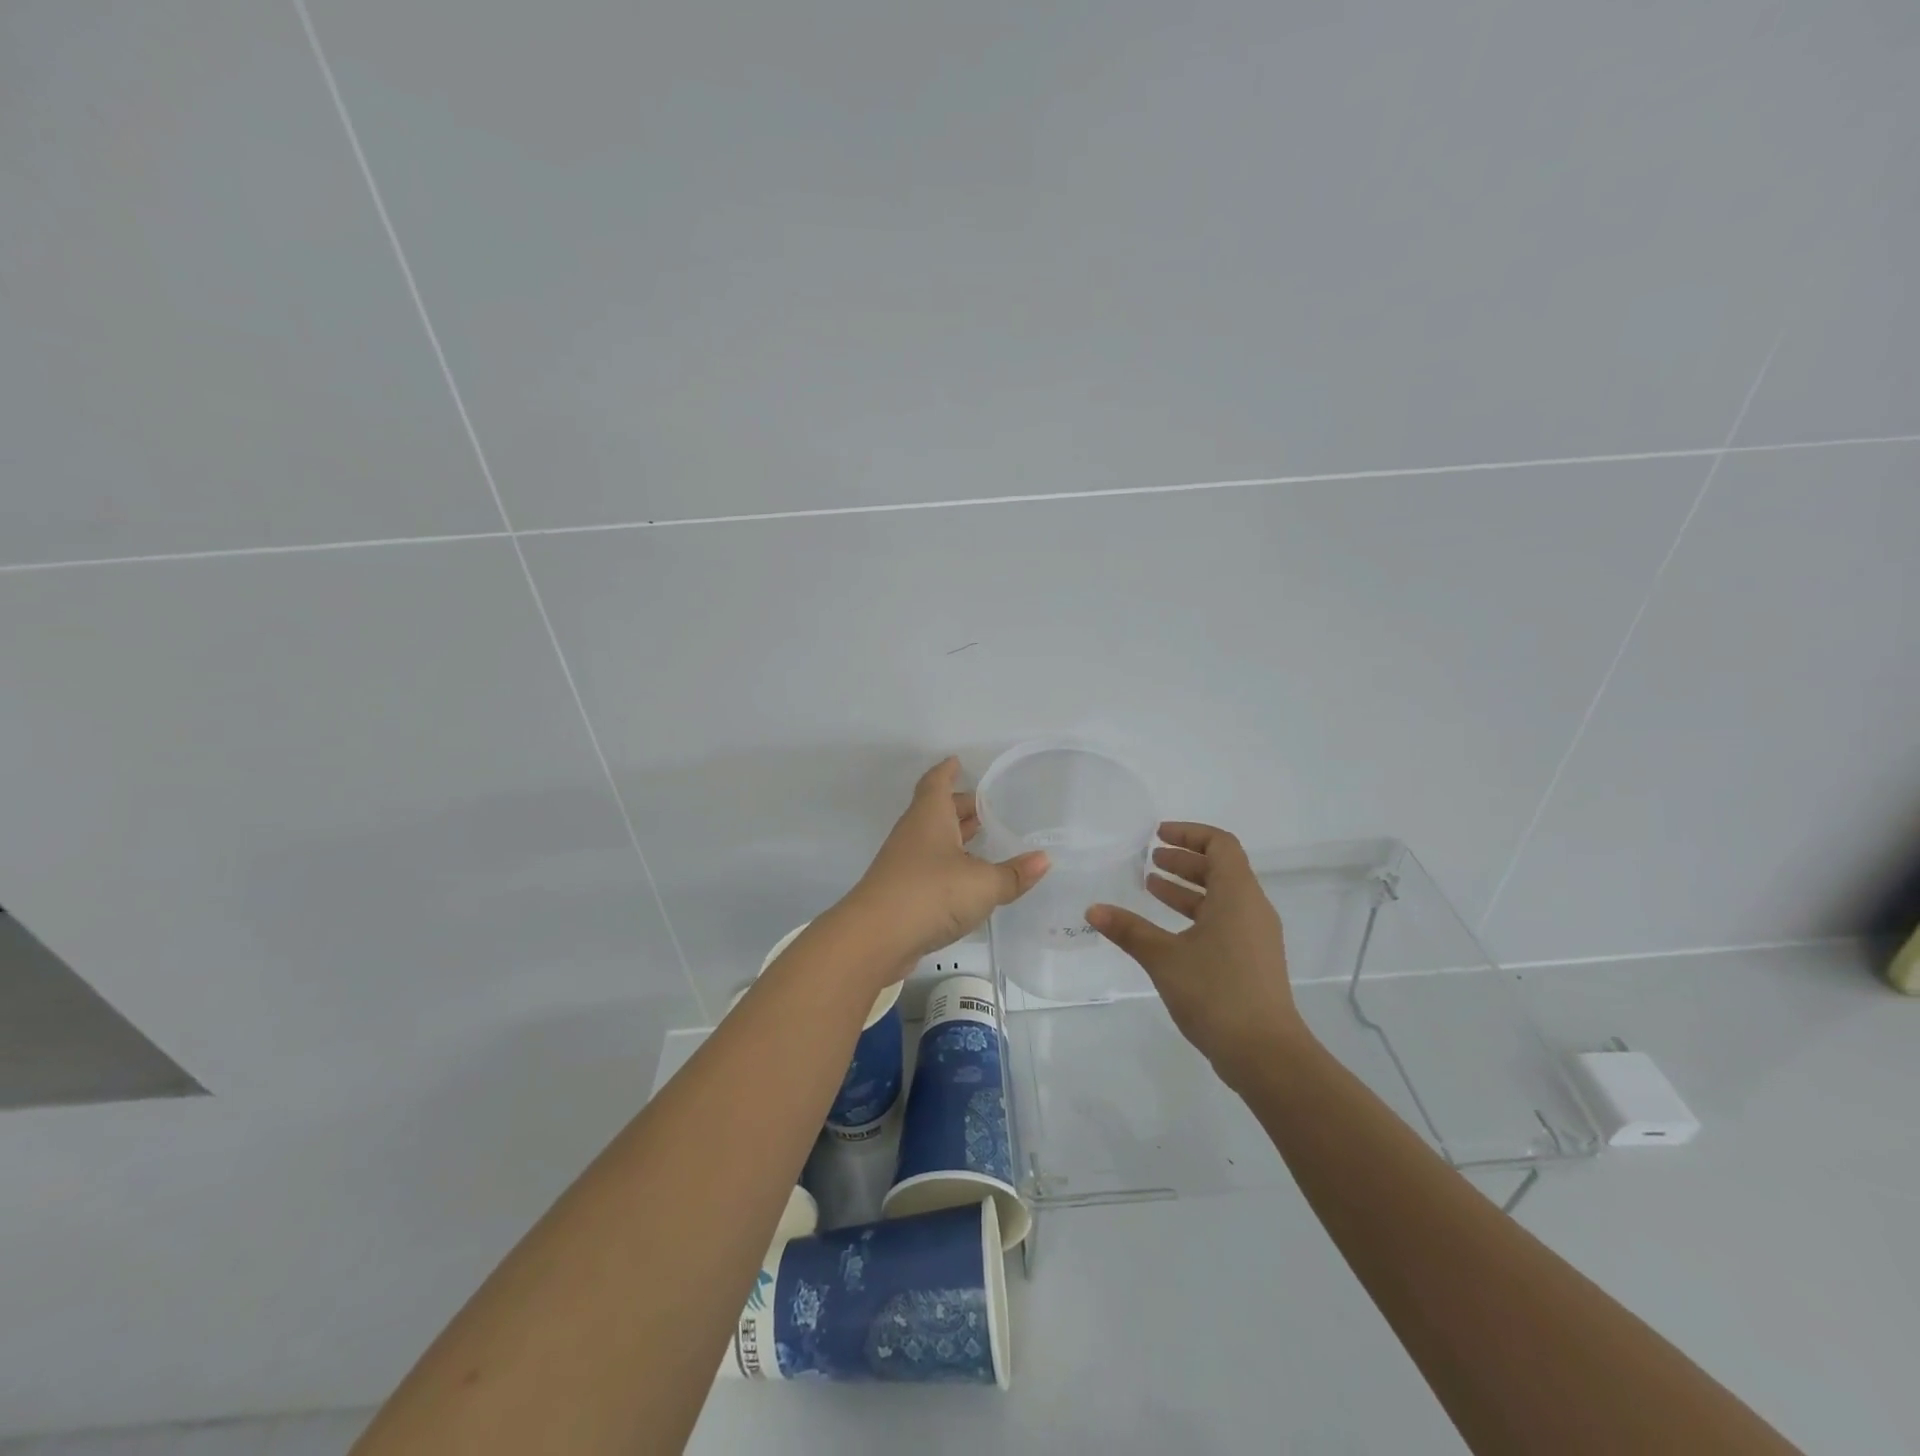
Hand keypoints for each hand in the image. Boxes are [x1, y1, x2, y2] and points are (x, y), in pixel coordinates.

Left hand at [841, 757, 1050, 965]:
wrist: (875, 938)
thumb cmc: (930, 894)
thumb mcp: (983, 884)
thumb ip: (1013, 874)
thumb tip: (1043, 860)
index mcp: (929, 817)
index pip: (936, 783)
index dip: (947, 771)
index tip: (957, 762)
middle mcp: (914, 834)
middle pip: (936, 810)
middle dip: (959, 807)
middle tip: (986, 808)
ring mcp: (904, 863)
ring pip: (932, 839)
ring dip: (954, 837)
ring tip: (981, 838)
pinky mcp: (901, 892)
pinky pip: (928, 867)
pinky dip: (948, 865)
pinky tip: (966, 879)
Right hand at [1088, 822, 1306, 1084]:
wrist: (1265, 1054)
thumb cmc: (1216, 992)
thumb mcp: (1164, 957)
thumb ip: (1129, 930)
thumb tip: (1093, 910)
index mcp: (1237, 895)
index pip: (1220, 845)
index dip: (1190, 834)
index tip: (1158, 836)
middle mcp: (1252, 909)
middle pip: (1221, 869)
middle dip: (1184, 861)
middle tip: (1150, 860)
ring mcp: (1256, 937)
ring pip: (1222, 897)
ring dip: (1188, 889)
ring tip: (1151, 888)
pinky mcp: (1253, 961)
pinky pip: (1225, 921)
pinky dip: (1196, 914)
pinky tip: (1168, 930)